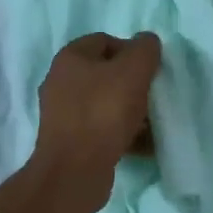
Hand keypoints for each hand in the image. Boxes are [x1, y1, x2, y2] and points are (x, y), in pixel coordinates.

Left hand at [31, 32, 162, 211]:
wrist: (74, 172)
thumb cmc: (103, 112)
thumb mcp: (133, 71)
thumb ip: (145, 49)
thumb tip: (147, 42)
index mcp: (70, 58)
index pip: (105, 41)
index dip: (131, 51)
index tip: (150, 70)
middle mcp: (60, 82)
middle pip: (106, 74)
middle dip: (133, 84)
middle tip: (152, 96)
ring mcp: (62, 114)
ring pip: (105, 103)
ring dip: (131, 111)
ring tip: (152, 125)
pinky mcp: (69, 141)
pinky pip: (101, 129)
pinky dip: (122, 134)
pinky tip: (143, 145)